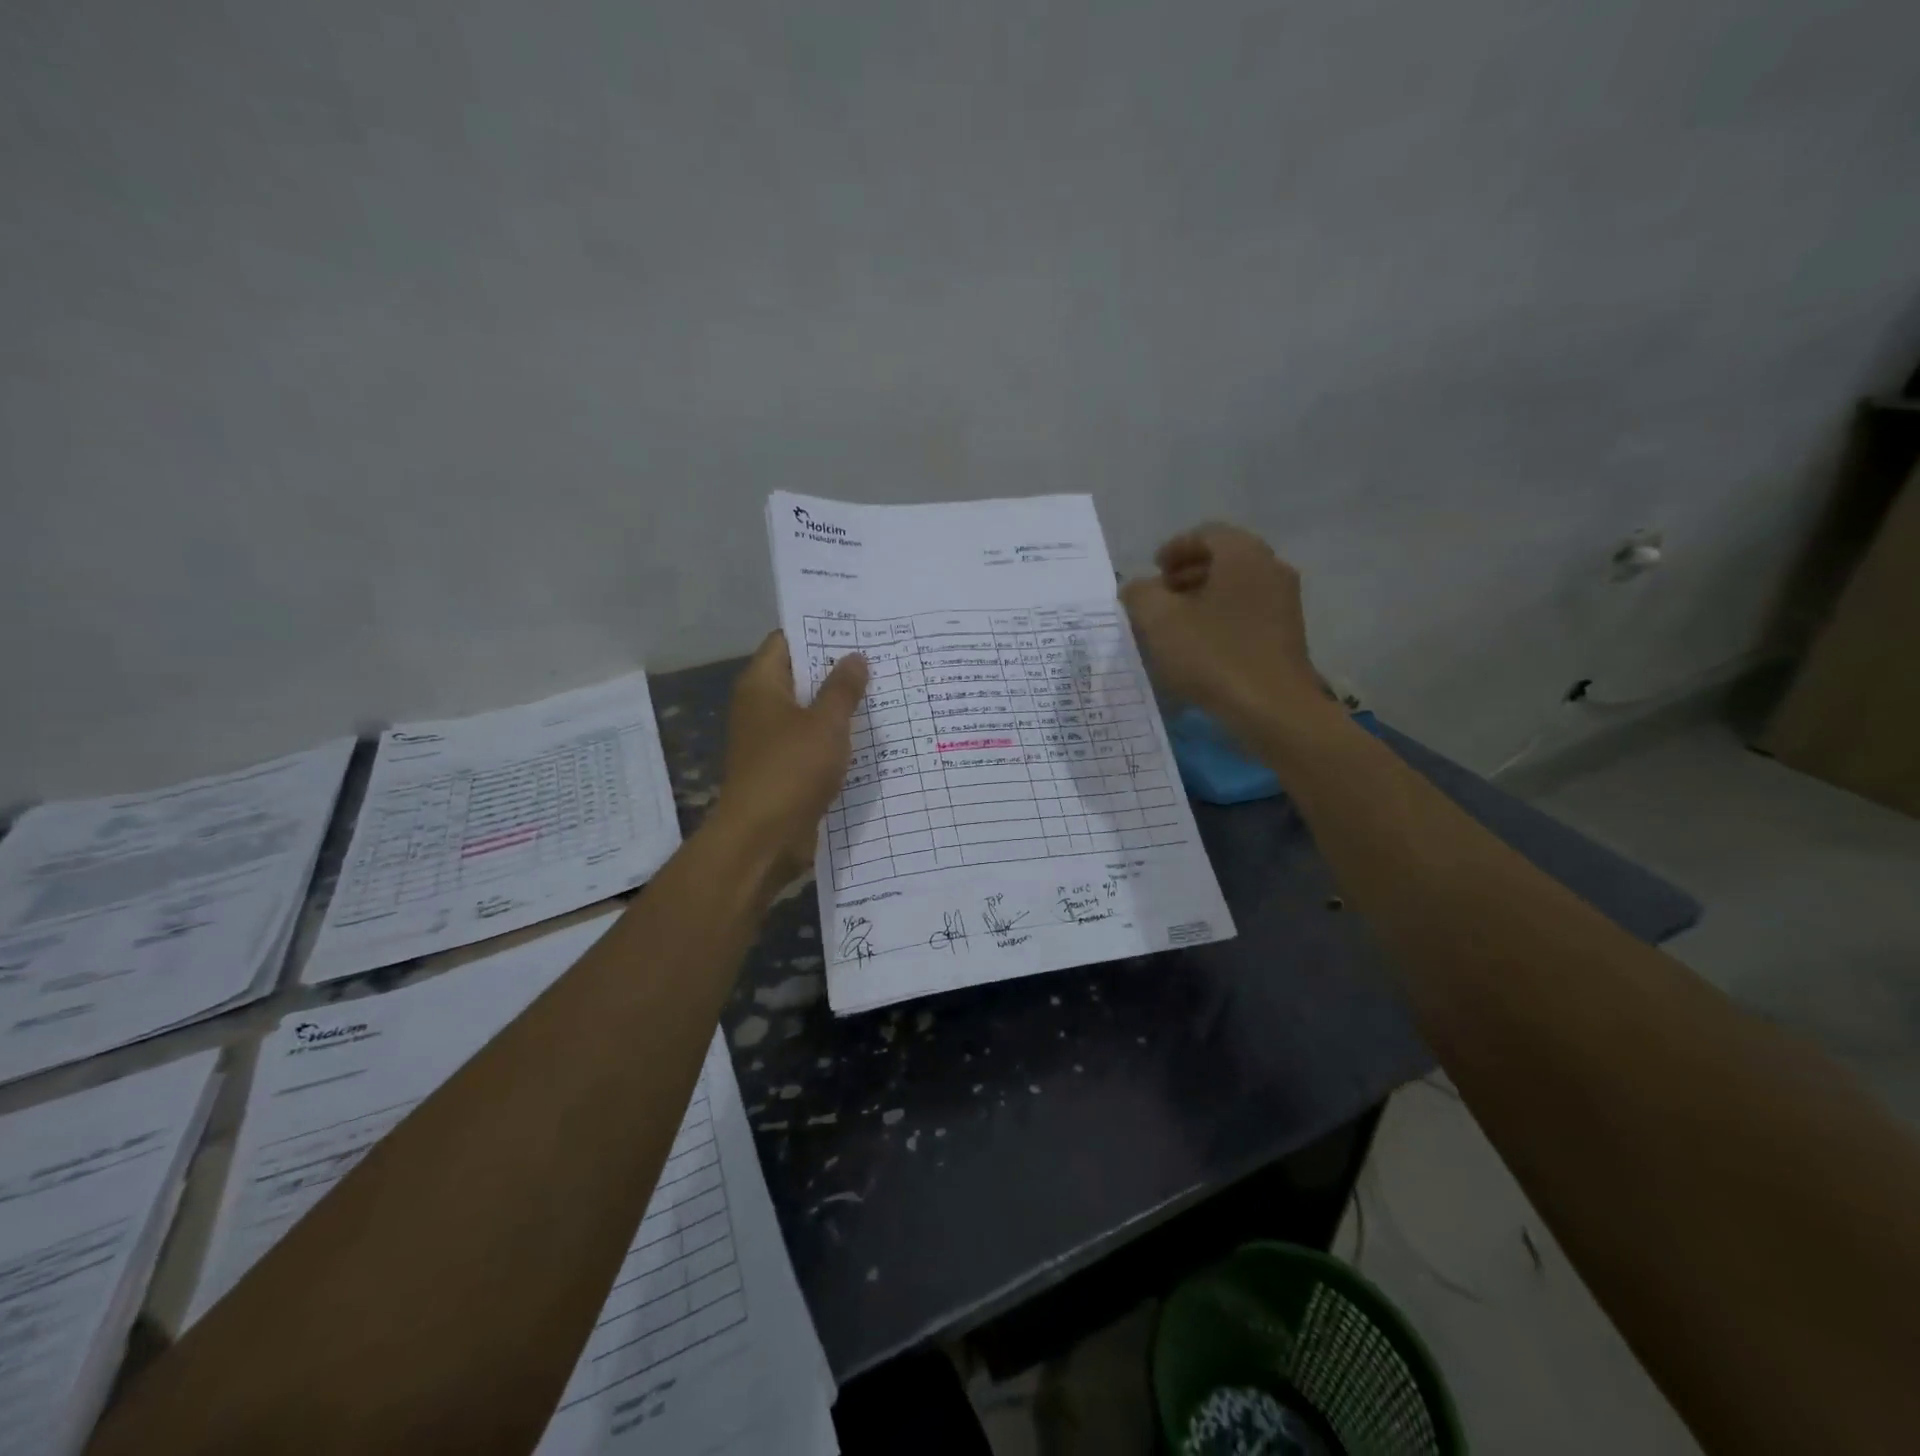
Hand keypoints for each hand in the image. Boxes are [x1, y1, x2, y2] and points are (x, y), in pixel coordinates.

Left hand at [716, 632, 868, 883]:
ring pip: (810, 712)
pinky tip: (870, 736)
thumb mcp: (825, 723)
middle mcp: (761, 707)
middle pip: (800, 676)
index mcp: (761, 685)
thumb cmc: (791, 769)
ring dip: (840, 707)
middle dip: (837, 669)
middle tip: (881, 658)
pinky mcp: (784, 769)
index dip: (819, 631)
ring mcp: (771, 740)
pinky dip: (835, 738)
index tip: (858, 627)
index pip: (787, 641)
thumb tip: (856, 656)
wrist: (763, 839)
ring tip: (885, 692)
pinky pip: (813, 743)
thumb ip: (843, 688)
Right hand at [1121, 524, 1328, 736]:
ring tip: (1174, 625)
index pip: (1206, 534)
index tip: (1152, 571)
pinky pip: (1247, 612)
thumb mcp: (1158, 621)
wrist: (1273, 709)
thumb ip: (1140, 594)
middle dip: (1186, 574)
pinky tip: (1200, 646)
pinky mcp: (1287, 634)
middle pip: (1223, 559)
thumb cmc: (1213, 656)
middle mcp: (1270, 568)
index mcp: (1243, 554)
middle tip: (1159, 597)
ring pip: (1236, 587)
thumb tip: (1138, 588)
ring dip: (1203, 598)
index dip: (1174, 548)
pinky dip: (1221, 617)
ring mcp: (1284, 602)